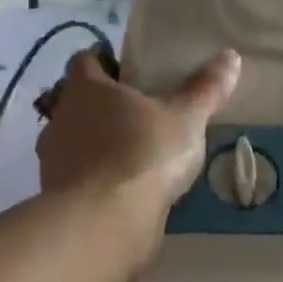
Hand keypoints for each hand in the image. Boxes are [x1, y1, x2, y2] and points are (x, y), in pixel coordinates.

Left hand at [37, 47, 241, 271]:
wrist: (104, 225)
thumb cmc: (143, 153)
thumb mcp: (186, 118)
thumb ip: (205, 88)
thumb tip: (230, 56)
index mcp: (86, 89)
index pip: (84, 60)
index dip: (104, 61)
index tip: (129, 69)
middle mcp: (61, 119)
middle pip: (78, 103)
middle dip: (103, 106)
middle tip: (140, 112)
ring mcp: (52, 162)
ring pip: (75, 142)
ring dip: (98, 145)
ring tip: (136, 154)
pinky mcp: (56, 200)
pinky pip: (78, 179)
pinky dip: (97, 180)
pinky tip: (126, 190)